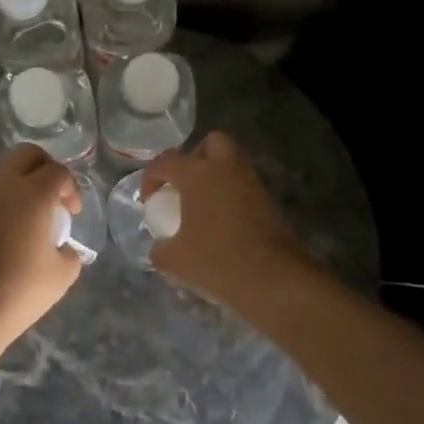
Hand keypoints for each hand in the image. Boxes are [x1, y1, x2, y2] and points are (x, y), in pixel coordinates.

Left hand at [0, 145, 83, 340]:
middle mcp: (1, 185)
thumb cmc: (20, 291)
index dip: (70, 189)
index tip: (71, 213)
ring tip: (19, 223)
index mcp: (33, 194)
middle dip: (43, 167)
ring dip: (14, 189)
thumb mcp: (63, 275)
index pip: (58, 172)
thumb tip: (61, 245)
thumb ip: (69, 251)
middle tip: (49, 196)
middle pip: (26, 154)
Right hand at [141, 133, 316, 311]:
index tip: (149, 202)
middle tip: (184, 185)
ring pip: (232, 163)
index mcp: (198, 174)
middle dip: (195, 157)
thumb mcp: (174, 260)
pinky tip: (223, 223)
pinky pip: (244, 187)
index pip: (166, 163)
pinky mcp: (270, 202)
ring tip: (203, 206)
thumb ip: (159, 249)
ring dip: (216, 176)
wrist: (274, 280)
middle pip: (211, 143)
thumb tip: (160, 247)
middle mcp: (226, 169)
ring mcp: (252, 183)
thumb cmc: (217, 262)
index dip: (151, 179)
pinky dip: (232, 195)